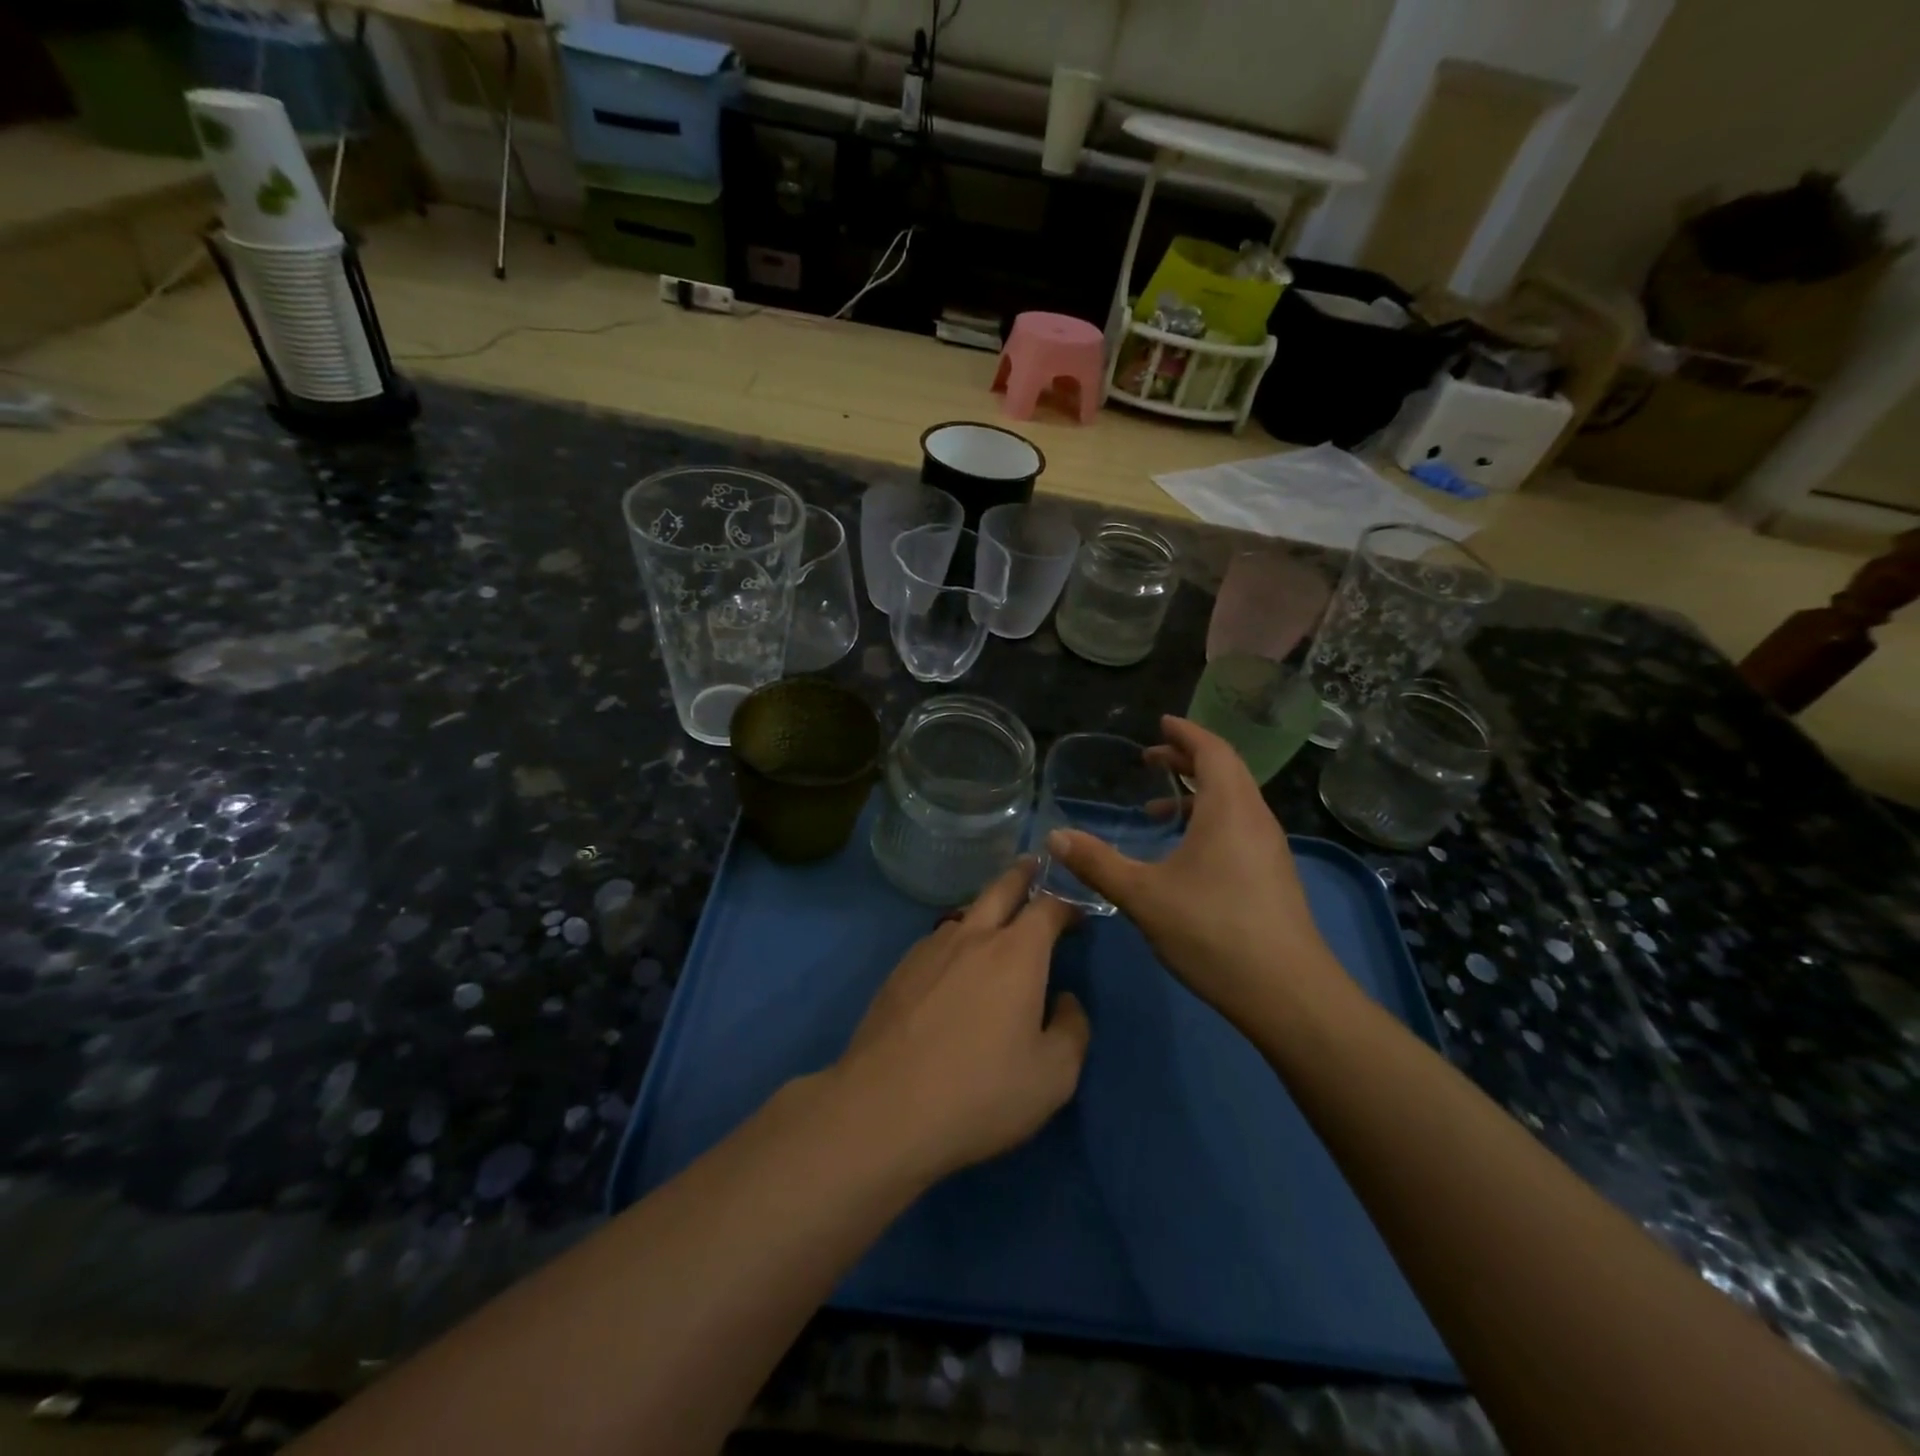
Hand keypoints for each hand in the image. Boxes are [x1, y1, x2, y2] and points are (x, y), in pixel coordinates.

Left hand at [830, 860, 1089, 1183]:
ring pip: (966, 912)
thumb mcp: (1053, 1077)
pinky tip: (954, 965)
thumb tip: (1066, 1001)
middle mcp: (973, 937)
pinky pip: (938, 940)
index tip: (1078, 914)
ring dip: (987, 907)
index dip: (1068, 905)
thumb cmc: (980, 1092)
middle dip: (1023, 873)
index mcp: (1016, 953)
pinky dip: (956, 939)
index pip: (1049, 907)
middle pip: (1002, 888)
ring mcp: (930, 949)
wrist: (884, 1109)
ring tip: (997, 918)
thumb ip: (1072, 1030)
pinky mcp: (900, 969)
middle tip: (1035, 864)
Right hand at [1045, 715, 1346, 1027]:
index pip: (1212, 750)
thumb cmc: (1214, 932)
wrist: (1289, 994)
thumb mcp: (1144, 896)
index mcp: (1229, 809)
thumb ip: (1097, 863)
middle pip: (1225, 770)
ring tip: (1158, 811)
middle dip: (1187, 759)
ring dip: (1198, 794)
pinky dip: (1210, 821)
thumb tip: (1055, 836)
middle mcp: (1255, 819)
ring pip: (1234, 802)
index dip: (1185, 733)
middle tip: (1150, 760)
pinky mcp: (1273, 876)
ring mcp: (1269, 849)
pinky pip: (1239, 827)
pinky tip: (1184, 855)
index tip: (1161, 722)